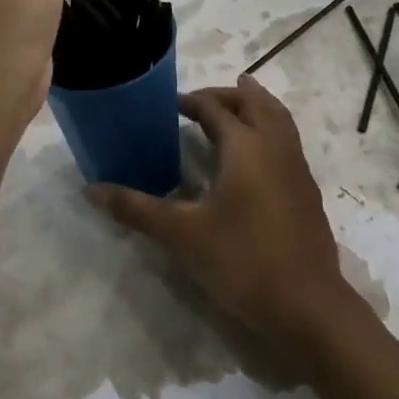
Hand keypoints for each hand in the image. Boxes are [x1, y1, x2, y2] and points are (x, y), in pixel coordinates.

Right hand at [87, 76, 356, 366]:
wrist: (307, 303)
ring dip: (256, 106)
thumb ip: (137, 209)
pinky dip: (271, 128)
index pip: (215, 108)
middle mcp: (275, 147)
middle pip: (254, 103)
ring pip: (279, 118)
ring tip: (238, 103)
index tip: (169, 104)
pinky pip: (288, 140)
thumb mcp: (182, 235)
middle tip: (200, 100)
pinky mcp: (308, 190)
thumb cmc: (242, 260)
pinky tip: (258, 154)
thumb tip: (90, 190)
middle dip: (228, 95)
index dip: (191, 101)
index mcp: (245, 146)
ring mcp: (297, 167)